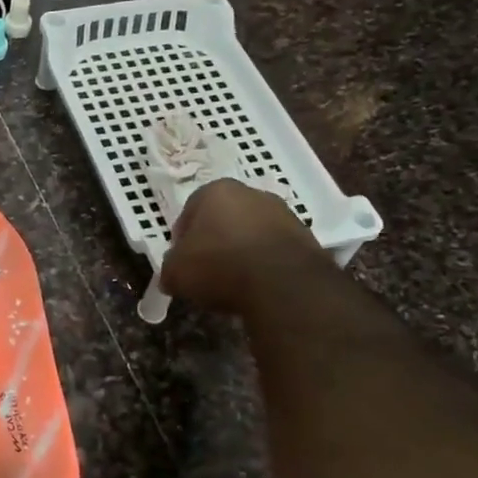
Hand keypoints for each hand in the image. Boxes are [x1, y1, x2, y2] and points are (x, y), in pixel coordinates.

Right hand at [158, 178, 325, 314]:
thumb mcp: (176, 272)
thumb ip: (170, 269)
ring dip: (243, 251)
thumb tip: (171, 276)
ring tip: (235, 282)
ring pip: (252, 232)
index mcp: (216, 191)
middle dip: (215, 240)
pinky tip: (259, 286)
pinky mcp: (306, 238)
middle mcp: (251, 194)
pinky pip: (275, 250)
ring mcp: (283, 214)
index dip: (183, 238)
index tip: (182, 261)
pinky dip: (266, 264)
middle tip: (207, 270)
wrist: (283, 285)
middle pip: (224, 218)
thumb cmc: (219, 266)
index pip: (190, 210)